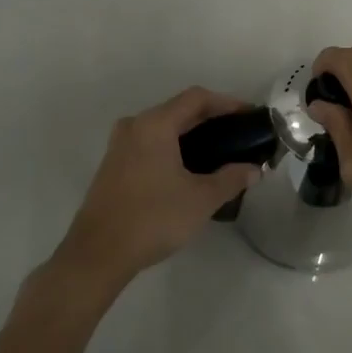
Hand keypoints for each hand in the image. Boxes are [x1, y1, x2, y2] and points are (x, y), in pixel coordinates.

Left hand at [54, 88, 261, 290]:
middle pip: (179, 109)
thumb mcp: (201, 199)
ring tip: (217, 152)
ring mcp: (119, 145)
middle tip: (237, 135)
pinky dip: (172, 146)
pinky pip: (149, 143)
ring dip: (190, 133)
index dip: (227, 103)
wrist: (97, 254)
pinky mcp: (112, 165)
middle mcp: (135, 126)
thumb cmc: (153, 218)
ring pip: (162, 127)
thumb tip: (254, 169)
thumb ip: (231, 179)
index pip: (197, 98)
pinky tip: (187, 169)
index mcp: (156, 124)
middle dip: (210, 119)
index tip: (248, 116)